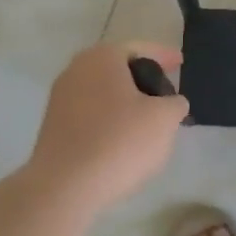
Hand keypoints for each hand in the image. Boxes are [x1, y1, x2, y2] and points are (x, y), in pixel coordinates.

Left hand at [29, 42, 188, 209]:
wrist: (65, 186)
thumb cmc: (120, 141)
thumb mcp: (164, 119)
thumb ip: (175, 103)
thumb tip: (171, 103)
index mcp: (102, 57)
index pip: (141, 49)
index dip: (165, 56)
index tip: (181, 63)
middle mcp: (76, 69)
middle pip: (119, 69)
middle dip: (143, 80)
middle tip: (166, 93)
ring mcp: (60, 98)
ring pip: (103, 92)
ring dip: (126, 101)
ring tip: (148, 120)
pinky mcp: (53, 126)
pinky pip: (91, 114)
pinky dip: (110, 119)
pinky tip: (124, 139)